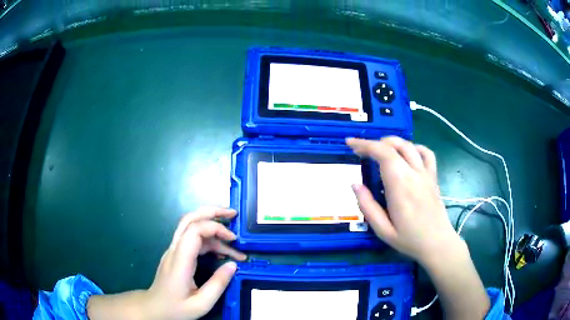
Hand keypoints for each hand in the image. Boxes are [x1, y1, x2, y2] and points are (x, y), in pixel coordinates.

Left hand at [87, 206, 246, 319]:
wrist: (154, 308)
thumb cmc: (175, 308)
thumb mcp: (201, 304)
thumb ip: (218, 284)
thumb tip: (234, 265)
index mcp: (180, 261)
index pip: (194, 230)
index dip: (215, 228)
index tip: (233, 240)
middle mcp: (174, 250)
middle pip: (190, 219)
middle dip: (212, 212)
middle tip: (233, 215)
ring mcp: (173, 250)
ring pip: (191, 226)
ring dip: (212, 226)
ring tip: (234, 239)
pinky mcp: (176, 254)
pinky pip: (192, 239)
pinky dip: (208, 239)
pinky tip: (222, 251)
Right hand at [347, 136, 461, 264]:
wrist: (438, 244)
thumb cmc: (409, 240)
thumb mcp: (383, 230)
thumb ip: (367, 207)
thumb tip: (355, 184)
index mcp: (400, 186)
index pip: (382, 153)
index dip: (364, 144)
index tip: (350, 144)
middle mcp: (414, 174)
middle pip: (394, 145)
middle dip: (373, 143)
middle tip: (360, 151)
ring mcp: (426, 174)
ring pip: (409, 145)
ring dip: (392, 143)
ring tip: (380, 150)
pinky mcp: (433, 177)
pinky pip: (427, 153)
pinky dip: (414, 148)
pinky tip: (407, 154)